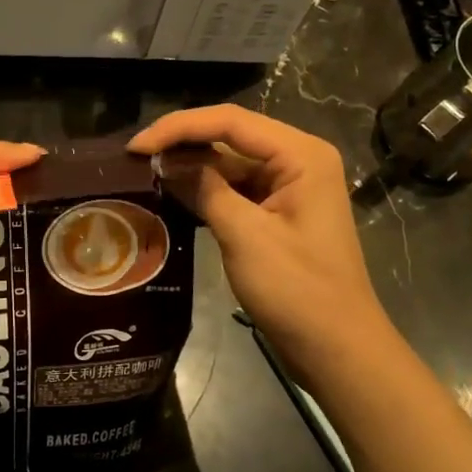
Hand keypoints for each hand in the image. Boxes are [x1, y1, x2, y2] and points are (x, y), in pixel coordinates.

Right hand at [128, 106, 392, 387]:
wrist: (337, 350)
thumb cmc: (298, 291)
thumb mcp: (245, 236)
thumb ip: (204, 189)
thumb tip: (165, 162)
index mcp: (300, 155)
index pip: (230, 121)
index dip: (178, 128)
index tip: (135, 146)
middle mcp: (297, 159)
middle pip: (229, 135)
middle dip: (182, 143)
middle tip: (134, 158)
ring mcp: (288, 186)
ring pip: (228, 161)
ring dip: (189, 166)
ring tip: (144, 172)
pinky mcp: (277, 210)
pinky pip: (234, 187)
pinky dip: (203, 189)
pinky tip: (171, 194)